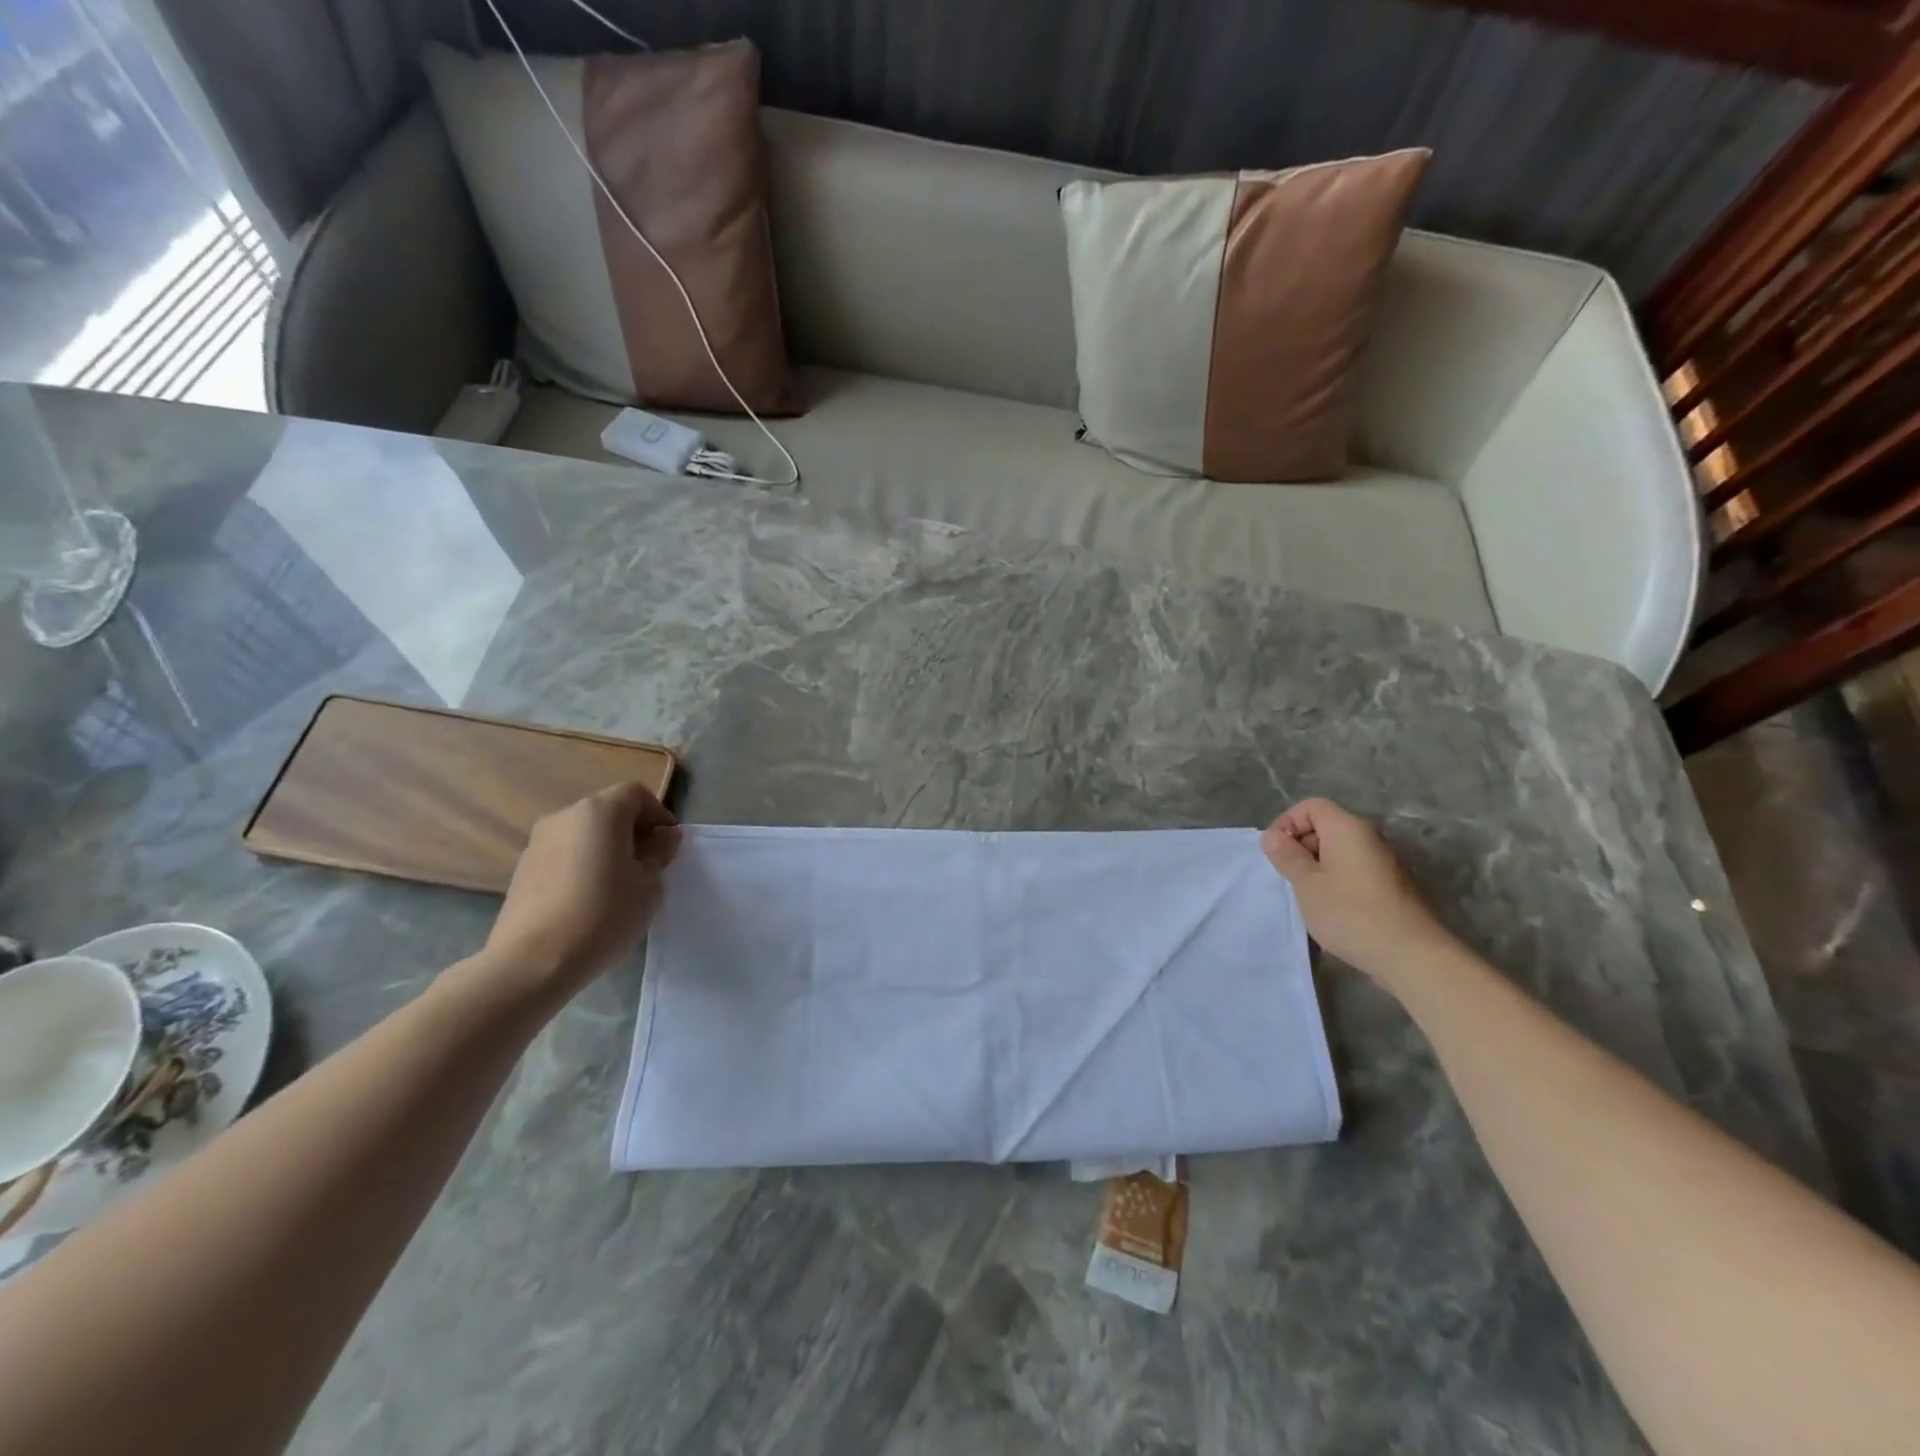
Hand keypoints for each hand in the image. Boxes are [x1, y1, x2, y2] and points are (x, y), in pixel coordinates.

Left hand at [482, 782, 681, 994]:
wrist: (531, 963)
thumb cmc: (603, 915)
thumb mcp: (649, 884)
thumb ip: (660, 852)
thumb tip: (663, 836)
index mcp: (599, 812)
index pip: (635, 794)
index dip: (658, 813)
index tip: (670, 844)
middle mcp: (564, 817)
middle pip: (607, 810)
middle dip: (633, 830)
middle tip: (650, 864)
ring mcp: (537, 843)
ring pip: (584, 834)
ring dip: (606, 848)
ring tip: (620, 884)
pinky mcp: (522, 870)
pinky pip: (564, 855)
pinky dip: (583, 864)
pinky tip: (590, 898)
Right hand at [1261, 798, 1452, 982]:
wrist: (1411, 955)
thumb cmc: (1350, 912)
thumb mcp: (1306, 883)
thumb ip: (1286, 855)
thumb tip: (1273, 836)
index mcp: (1348, 828)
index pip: (1312, 806)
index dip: (1287, 822)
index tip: (1275, 851)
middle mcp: (1370, 837)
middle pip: (1327, 826)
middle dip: (1301, 845)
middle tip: (1288, 875)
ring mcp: (1385, 862)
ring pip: (1341, 851)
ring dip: (1318, 866)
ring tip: (1307, 895)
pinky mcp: (1393, 886)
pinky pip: (1355, 870)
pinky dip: (1337, 881)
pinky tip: (1332, 909)